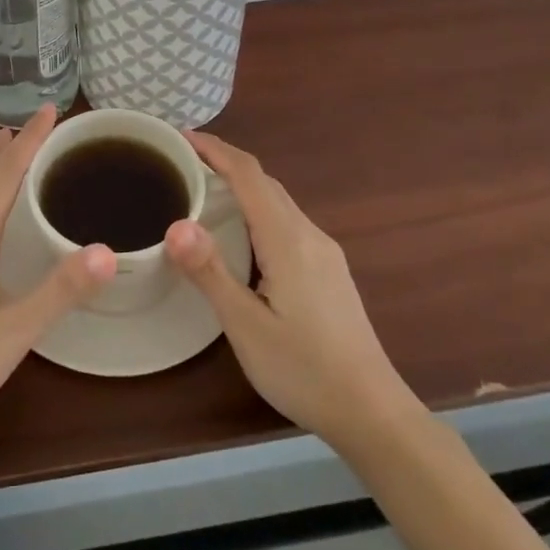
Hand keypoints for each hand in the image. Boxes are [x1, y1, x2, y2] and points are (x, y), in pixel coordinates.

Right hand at [167, 132, 419, 453]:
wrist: (373, 412)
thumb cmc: (304, 370)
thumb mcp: (246, 326)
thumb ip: (211, 273)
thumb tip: (175, 224)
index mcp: (288, 240)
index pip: (248, 175)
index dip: (214, 149)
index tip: (179, 137)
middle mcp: (309, 235)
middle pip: (265, 182)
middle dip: (224, 162)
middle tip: (181, 162)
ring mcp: (324, 252)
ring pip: (278, 201)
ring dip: (242, 185)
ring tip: (203, 189)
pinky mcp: (329, 271)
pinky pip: (287, 221)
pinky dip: (257, 208)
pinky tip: (241, 232)